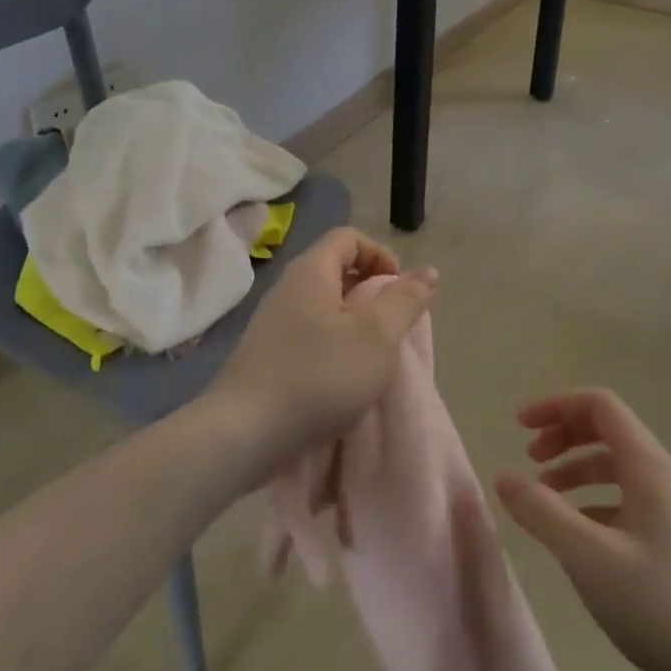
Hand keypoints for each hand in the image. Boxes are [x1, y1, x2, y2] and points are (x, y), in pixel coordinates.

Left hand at [208, 227, 436, 472]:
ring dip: (353, 322)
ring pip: (323, 305)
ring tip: (371, 355)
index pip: (349, 237)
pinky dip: (333, 344)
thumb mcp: (377, 336)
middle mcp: (288, 288)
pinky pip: (308, 333)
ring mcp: (272, 322)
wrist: (243, 433)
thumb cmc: (319, 376)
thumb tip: (427, 271)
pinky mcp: (266, 355)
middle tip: (391, 325)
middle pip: (335, 269)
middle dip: (370, 290)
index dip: (380, 254)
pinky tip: (341, 378)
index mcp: (311, 271)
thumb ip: (405, 300)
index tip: (399, 291)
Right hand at [495, 388, 670, 670]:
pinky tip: (580, 537)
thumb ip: (543, 514)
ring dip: (577, 469)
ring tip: (544, 498)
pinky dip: (595, 501)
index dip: (556, 406)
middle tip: (530, 460)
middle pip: (608, 429)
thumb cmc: (667, 608)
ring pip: (618, 467)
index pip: (599, 405)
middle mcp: (665, 477)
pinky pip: (629, 500)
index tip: (519, 427)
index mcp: (648, 466)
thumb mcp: (591, 560)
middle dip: (564, 434)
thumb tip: (503, 477)